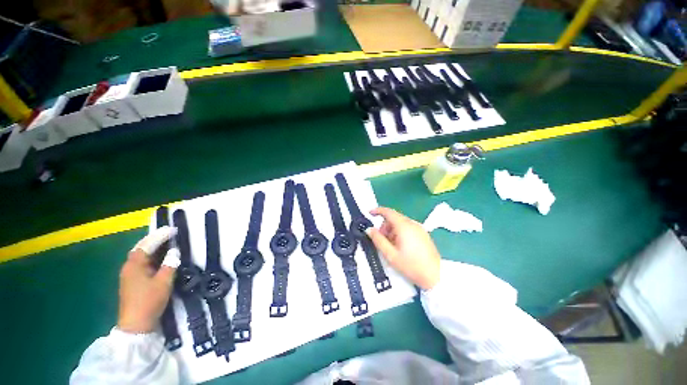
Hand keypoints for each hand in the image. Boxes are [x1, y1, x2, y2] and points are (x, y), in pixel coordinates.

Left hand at [117, 226, 180, 333]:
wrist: (136, 325)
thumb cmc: (149, 301)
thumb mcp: (163, 282)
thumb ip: (170, 265)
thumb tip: (174, 251)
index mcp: (134, 265)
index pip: (147, 245)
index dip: (160, 236)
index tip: (173, 229)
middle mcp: (129, 267)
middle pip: (141, 248)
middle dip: (155, 239)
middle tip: (170, 233)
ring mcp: (129, 275)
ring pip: (142, 256)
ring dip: (153, 248)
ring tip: (167, 242)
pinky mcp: (133, 282)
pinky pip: (143, 263)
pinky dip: (152, 257)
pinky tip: (160, 258)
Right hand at [367, 207, 440, 289]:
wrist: (435, 276)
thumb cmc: (411, 265)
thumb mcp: (390, 254)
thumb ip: (378, 240)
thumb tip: (369, 229)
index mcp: (404, 226)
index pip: (388, 212)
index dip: (378, 210)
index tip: (369, 213)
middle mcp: (412, 223)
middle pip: (394, 218)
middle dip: (385, 226)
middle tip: (381, 240)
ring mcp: (419, 228)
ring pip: (400, 223)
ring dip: (392, 230)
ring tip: (391, 245)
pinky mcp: (423, 233)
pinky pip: (408, 227)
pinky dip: (400, 232)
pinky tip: (400, 245)